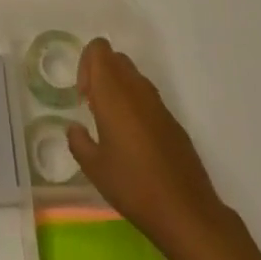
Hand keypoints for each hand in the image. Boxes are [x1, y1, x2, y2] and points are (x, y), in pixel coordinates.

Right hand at [67, 38, 223, 250]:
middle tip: (93, 108)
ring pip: (133, 77)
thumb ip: (78, 141)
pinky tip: (135, 143)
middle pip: (115, 58)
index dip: (85, 64)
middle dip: (100, 75)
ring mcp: (158, 103)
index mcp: (113, 92)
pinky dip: (136, 107)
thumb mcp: (94, 168)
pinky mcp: (173, 120)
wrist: (185, 211)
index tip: (83, 97)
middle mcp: (136, 88)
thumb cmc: (133, 185)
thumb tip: (74, 128)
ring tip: (112, 127)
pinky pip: (148, 98)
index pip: (99, 49)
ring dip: (118, 90)